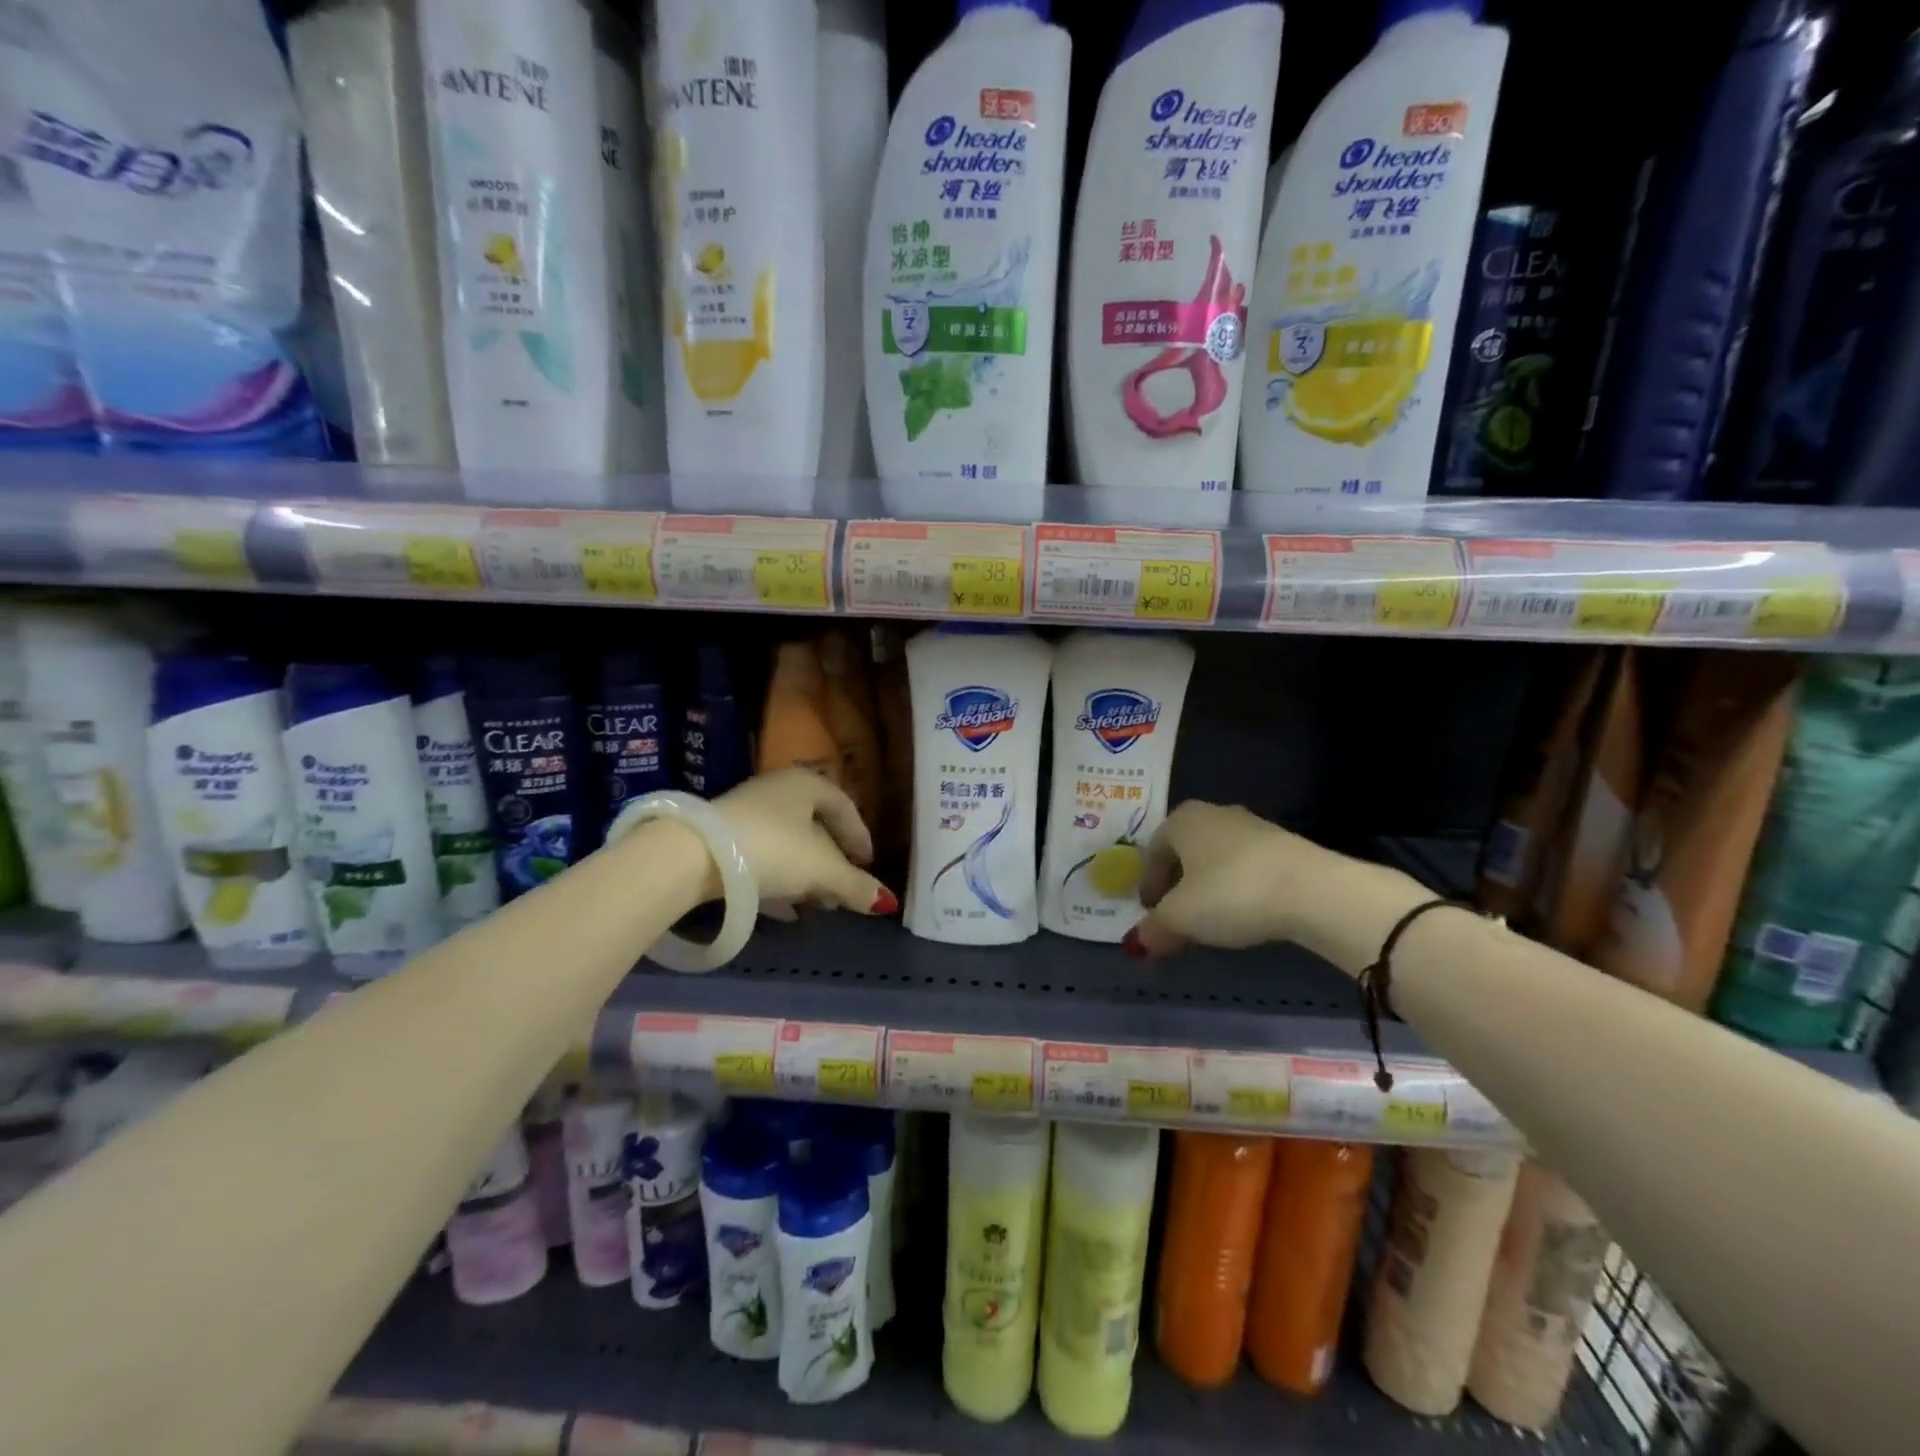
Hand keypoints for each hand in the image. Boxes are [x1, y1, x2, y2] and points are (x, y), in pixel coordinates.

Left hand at [713, 768, 896, 920]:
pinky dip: (779, 882)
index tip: (868, 865)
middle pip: (815, 827)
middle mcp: (777, 791)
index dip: (860, 837)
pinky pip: (762, 859)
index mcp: (806, 784)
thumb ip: (855, 886)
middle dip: (833, 862)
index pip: (845, 806)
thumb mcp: (822, 870)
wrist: (694, 856)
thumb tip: (887, 903)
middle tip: (844, 889)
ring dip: (807, 875)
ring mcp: (746, 814)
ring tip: (820, 905)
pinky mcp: (722, 840)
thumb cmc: (773, 849)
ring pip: (788, 845)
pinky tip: (786, 911)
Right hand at [1126, 801, 1328, 956]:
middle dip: (1177, 886)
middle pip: (1185, 853)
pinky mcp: (1284, 846)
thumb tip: (1137, 942)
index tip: (1150, 913)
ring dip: (1207, 889)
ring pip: (1216, 860)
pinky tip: (1243, 914)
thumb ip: (1155, 928)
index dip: (1147, 885)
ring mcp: (1253, 827)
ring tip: (1209, 921)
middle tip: (1175, 918)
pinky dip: (1236, 889)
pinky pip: (1245, 868)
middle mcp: (1214, 814)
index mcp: (1182, 820)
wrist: (1312, 890)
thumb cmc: (1231, 893)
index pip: (1153, 851)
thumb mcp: (1182, 917)